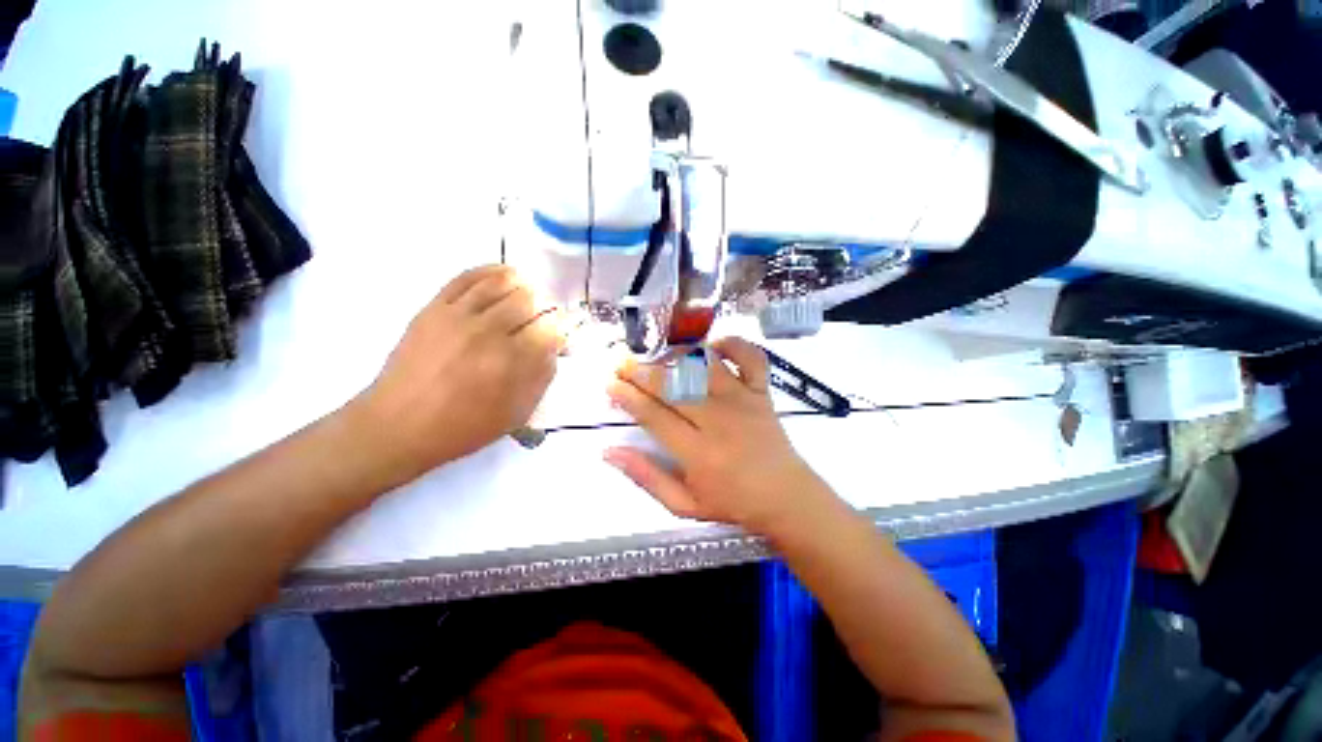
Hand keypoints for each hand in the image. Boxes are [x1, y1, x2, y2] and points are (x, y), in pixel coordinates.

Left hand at [354, 265, 562, 479]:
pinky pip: (466, 278)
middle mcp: (487, 333)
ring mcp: (458, 316)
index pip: (550, 330)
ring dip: (523, 286)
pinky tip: (504, 274)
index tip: (561, 337)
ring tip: (529, 293)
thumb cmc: (463, 426)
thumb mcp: (515, 413)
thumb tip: (553, 349)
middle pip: (529, 302)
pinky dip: (490, 271)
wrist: (398, 425)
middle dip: (545, 309)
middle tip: (543, 320)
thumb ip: (541, 378)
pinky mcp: (434, 308)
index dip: (562, 331)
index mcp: (510, 362)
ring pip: (501, 284)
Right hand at [605, 338, 836, 536]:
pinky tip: (713, 346)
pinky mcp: (762, 392)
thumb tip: (608, 452)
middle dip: (641, 371)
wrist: (786, 498)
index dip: (627, 397)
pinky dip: (733, 345)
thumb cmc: (732, 503)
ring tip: (657, 356)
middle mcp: (719, 420)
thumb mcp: (683, 505)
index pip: (653, 415)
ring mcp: (743, 401)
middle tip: (621, 365)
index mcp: (698, 452)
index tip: (611, 385)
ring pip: (704, 366)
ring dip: (676, 356)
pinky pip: (750, 358)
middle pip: (673, 386)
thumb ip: (645, 477)